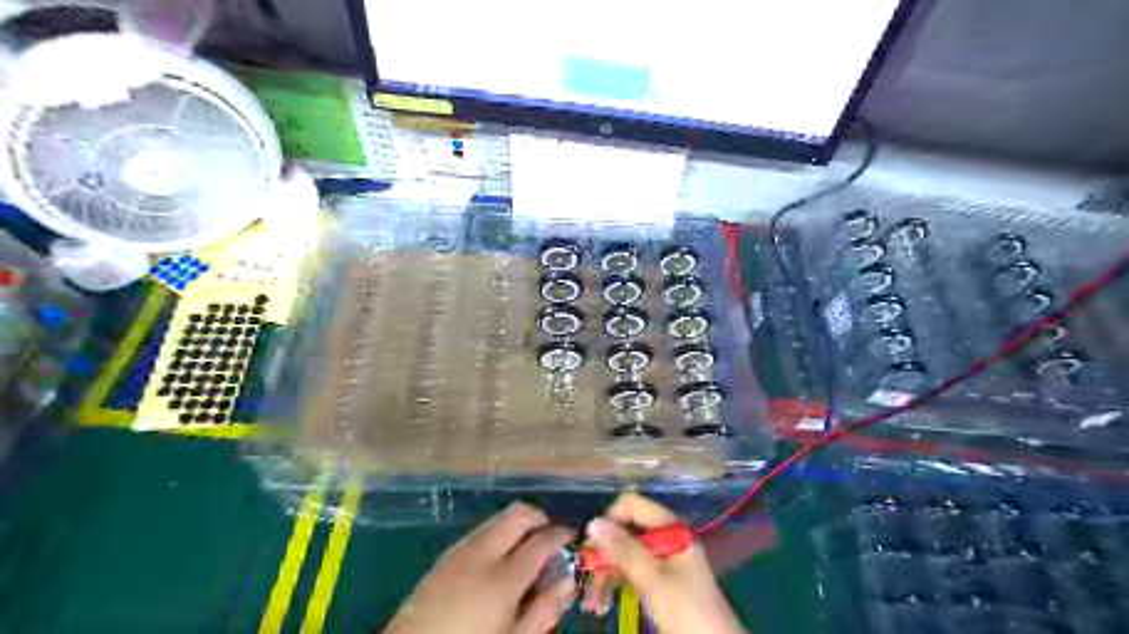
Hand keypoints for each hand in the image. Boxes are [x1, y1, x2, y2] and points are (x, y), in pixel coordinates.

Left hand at [387, 504, 576, 630]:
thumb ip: (544, 610)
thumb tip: (568, 580)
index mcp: (503, 577)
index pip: (543, 539)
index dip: (562, 534)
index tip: (572, 538)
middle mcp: (482, 553)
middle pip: (519, 513)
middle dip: (540, 518)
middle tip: (550, 538)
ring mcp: (460, 550)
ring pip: (498, 518)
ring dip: (517, 526)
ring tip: (525, 551)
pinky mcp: (444, 556)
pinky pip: (480, 531)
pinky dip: (497, 535)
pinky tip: (498, 561)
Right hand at [582, 496, 747, 633]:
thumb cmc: (686, 609)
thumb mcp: (653, 578)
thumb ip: (624, 549)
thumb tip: (593, 522)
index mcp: (669, 527)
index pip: (632, 505)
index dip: (610, 520)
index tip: (594, 547)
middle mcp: (664, 536)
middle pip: (624, 530)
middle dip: (603, 553)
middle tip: (585, 578)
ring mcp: (660, 558)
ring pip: (622, 553)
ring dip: (604, 574)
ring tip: (592, 603)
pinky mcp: (656, 579)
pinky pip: (628, 571)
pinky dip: (613, 584)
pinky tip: (601, 603)